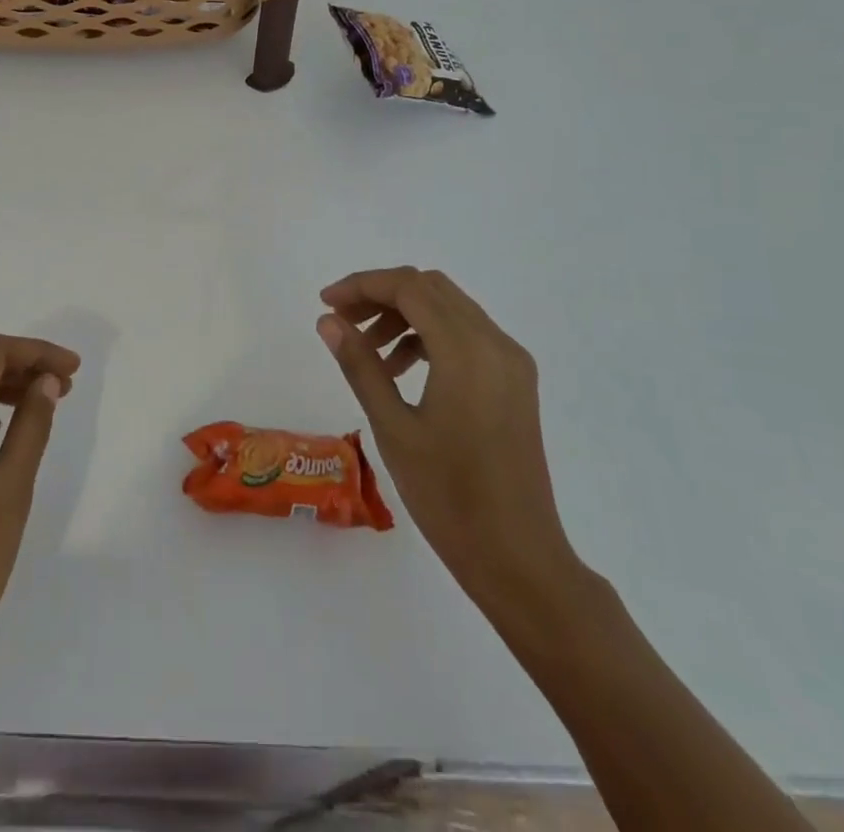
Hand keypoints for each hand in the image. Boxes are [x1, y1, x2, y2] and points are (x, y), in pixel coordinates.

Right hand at [318, 268, 582, 623]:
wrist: (518, 558)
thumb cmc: (448, 496)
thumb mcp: (393, 427)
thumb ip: (360, 365)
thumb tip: (328, 321)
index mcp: (467, 350)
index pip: (409, 287)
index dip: (362, 285)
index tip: (326, 304)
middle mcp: (496, 343)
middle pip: (430, 289)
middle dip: (382, 295)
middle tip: (343, 322)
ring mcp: (511, 362)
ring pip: (449, 308)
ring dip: (405, 315)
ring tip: (369, 352)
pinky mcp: (516, 381)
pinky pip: (467, 335)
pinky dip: (430, 336)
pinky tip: (403, 370)